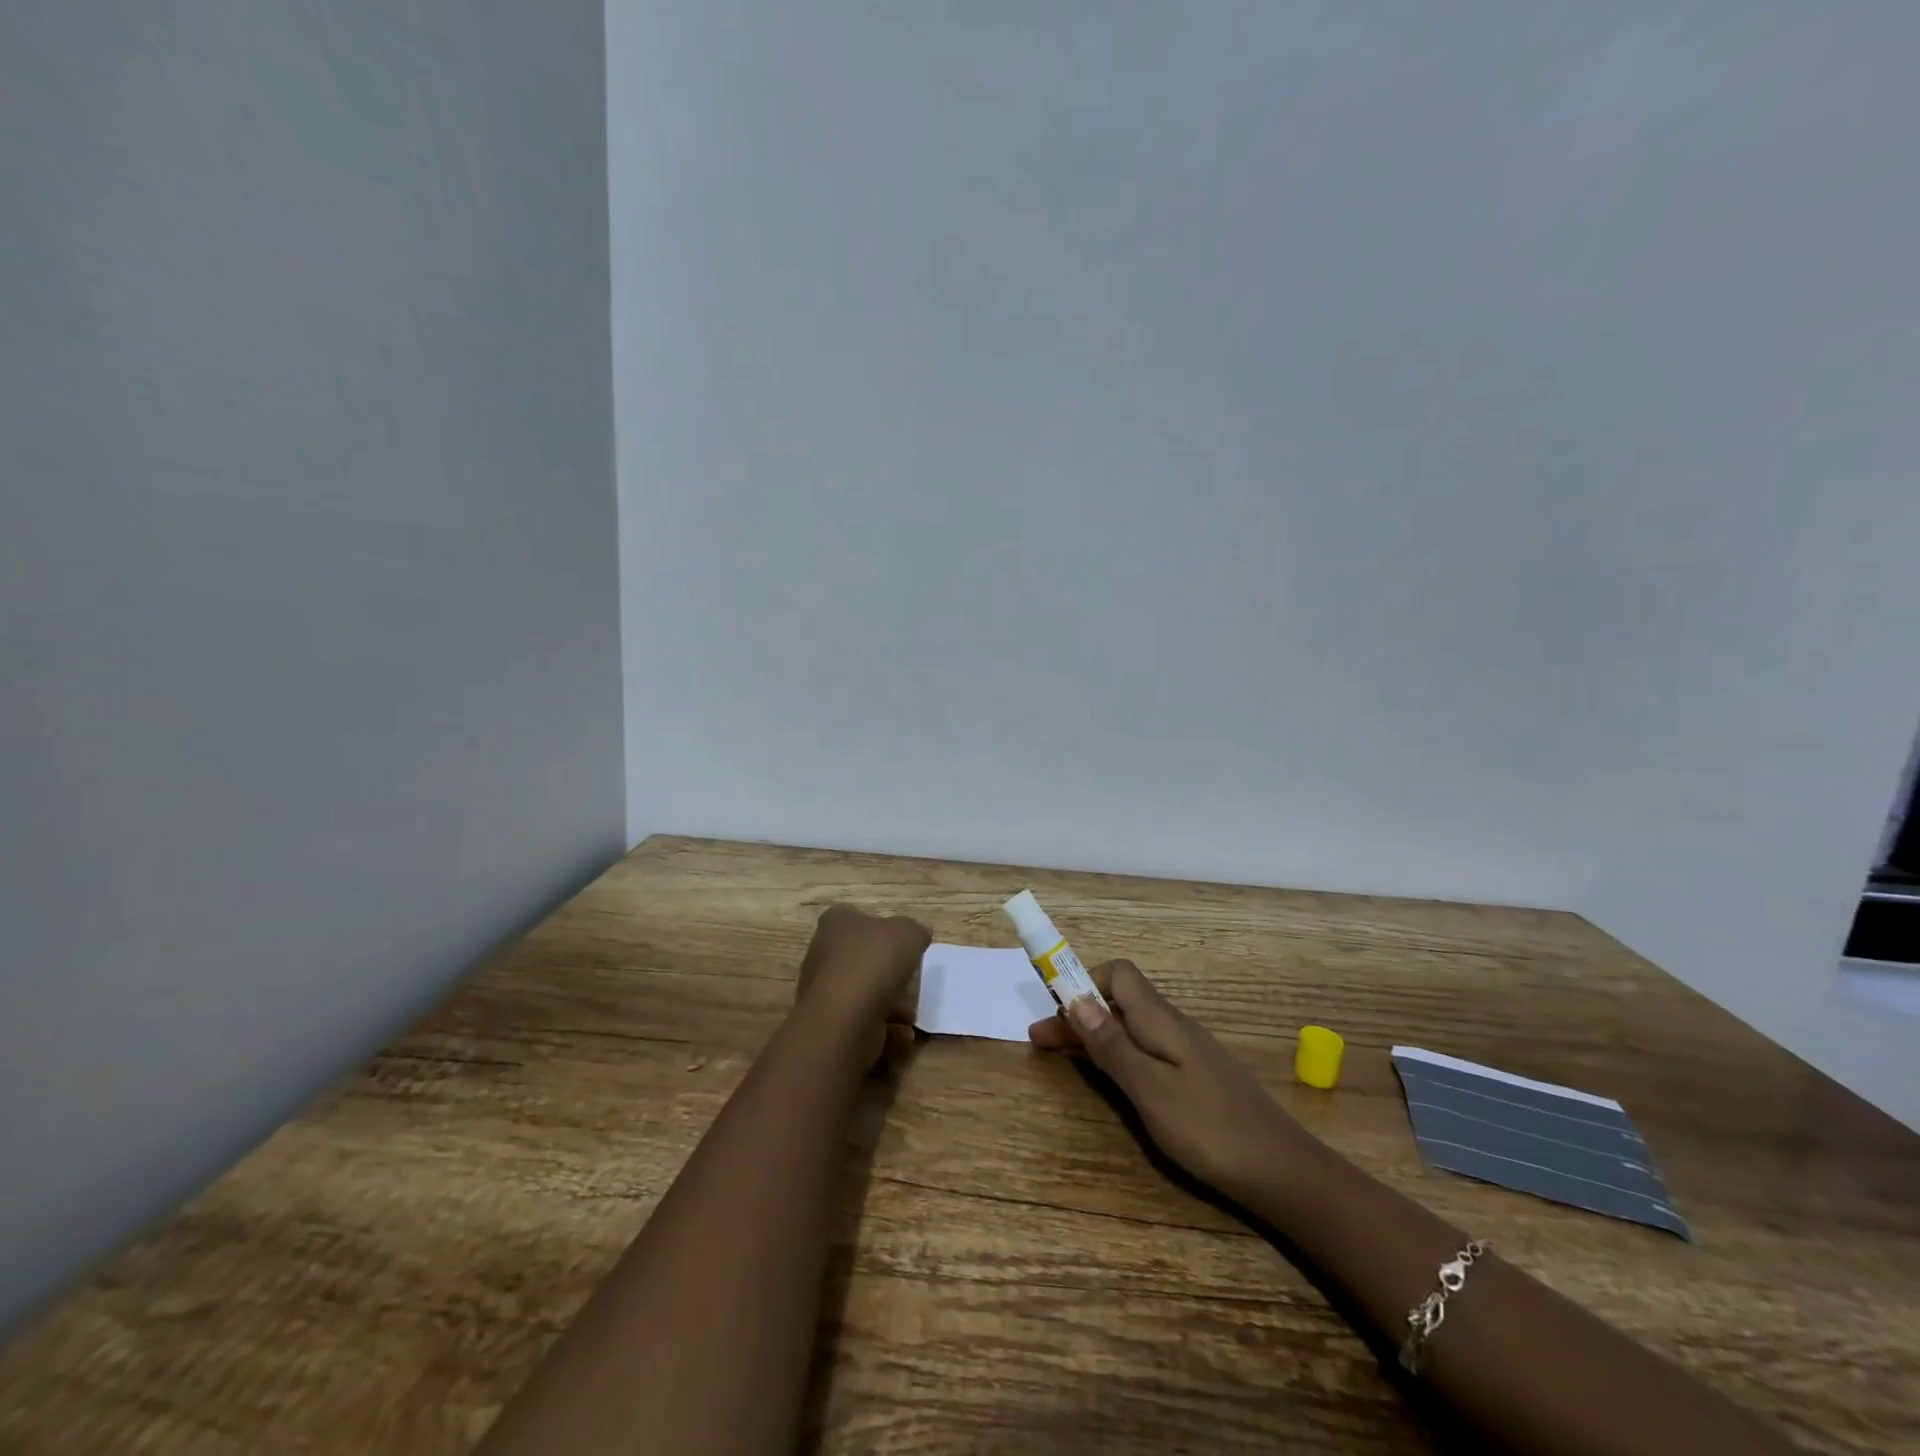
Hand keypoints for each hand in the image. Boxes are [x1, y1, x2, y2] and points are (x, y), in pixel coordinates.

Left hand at [795, 904, 929, 1067]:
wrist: (845, 1018)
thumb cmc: (874, 962)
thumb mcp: (908, 933)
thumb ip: (915, 931)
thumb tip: (917, 935)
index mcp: (836, 922)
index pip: (855, 916)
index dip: (880, 927)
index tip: (901, 942)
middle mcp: (823, 953)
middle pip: (861, 957)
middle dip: (888, 972)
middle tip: (912, 981)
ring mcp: (823, 991)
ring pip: (863, 993)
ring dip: (890, 1004)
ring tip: (911, 1014)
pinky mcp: (829, 1023)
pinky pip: (862, 1021)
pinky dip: (884, 1029)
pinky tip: (903, 1034)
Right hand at [1029, 960, 1304, 1201]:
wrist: (1283, 1172)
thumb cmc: (1210, 1129)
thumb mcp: (1150, 1090)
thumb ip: (1112, 1045)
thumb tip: (1076, 999)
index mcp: (1161, 1021)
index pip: (1118, 974)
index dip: (1083, 983)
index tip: (1052, 1010)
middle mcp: (1173, 1026)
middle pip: (1119, 1002)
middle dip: (1078, 1015)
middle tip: (1040, 1042)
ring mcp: (1187, 1052)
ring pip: (1130, 1028)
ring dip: (1094, 1035)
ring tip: (1063, 1057)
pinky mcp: (1195, 1078)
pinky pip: (1145, 1051)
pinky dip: (1117, 1055)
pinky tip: (1110, 1077)